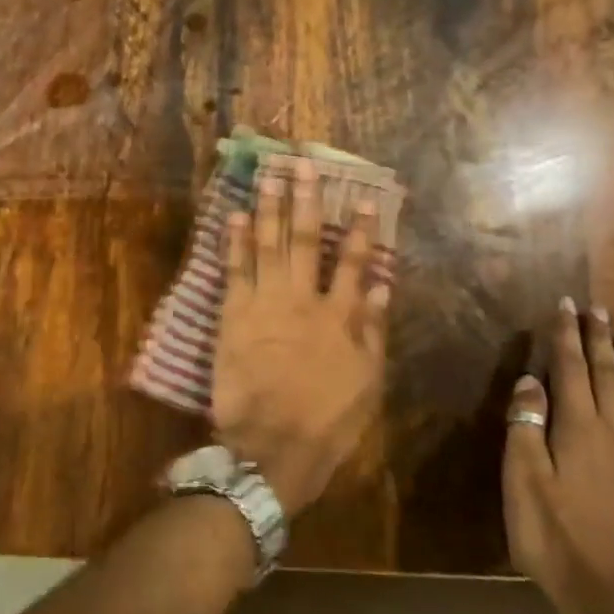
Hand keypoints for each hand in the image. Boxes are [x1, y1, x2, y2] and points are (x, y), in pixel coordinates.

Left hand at [211, 160, 389, 515]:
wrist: (271, 447)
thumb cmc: (326, 422)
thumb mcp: (367, 383)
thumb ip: (373, 330)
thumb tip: (380, 284)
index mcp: (340, 316)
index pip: (353, 261)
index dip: (358, 228)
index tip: (361, 197)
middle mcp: (303, 299)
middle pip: (304, 240)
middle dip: (305, 200)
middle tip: (304, 165)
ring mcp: (264, 304)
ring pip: (267, 245)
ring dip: (268, 207)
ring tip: (269, 176)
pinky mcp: (232, 316)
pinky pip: (233, 270)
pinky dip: (233, 242)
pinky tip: (233, 216)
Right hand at [503, 298, 613, 613]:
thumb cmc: (556, 539)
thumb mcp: (525, 484)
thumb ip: (526, 429)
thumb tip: (529, 381)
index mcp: (579, 431)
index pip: (571, 370)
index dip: (566, 337)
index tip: (565, 305)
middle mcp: (613, 433)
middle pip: (606, 375)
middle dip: (598, 339)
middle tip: (596, 309)